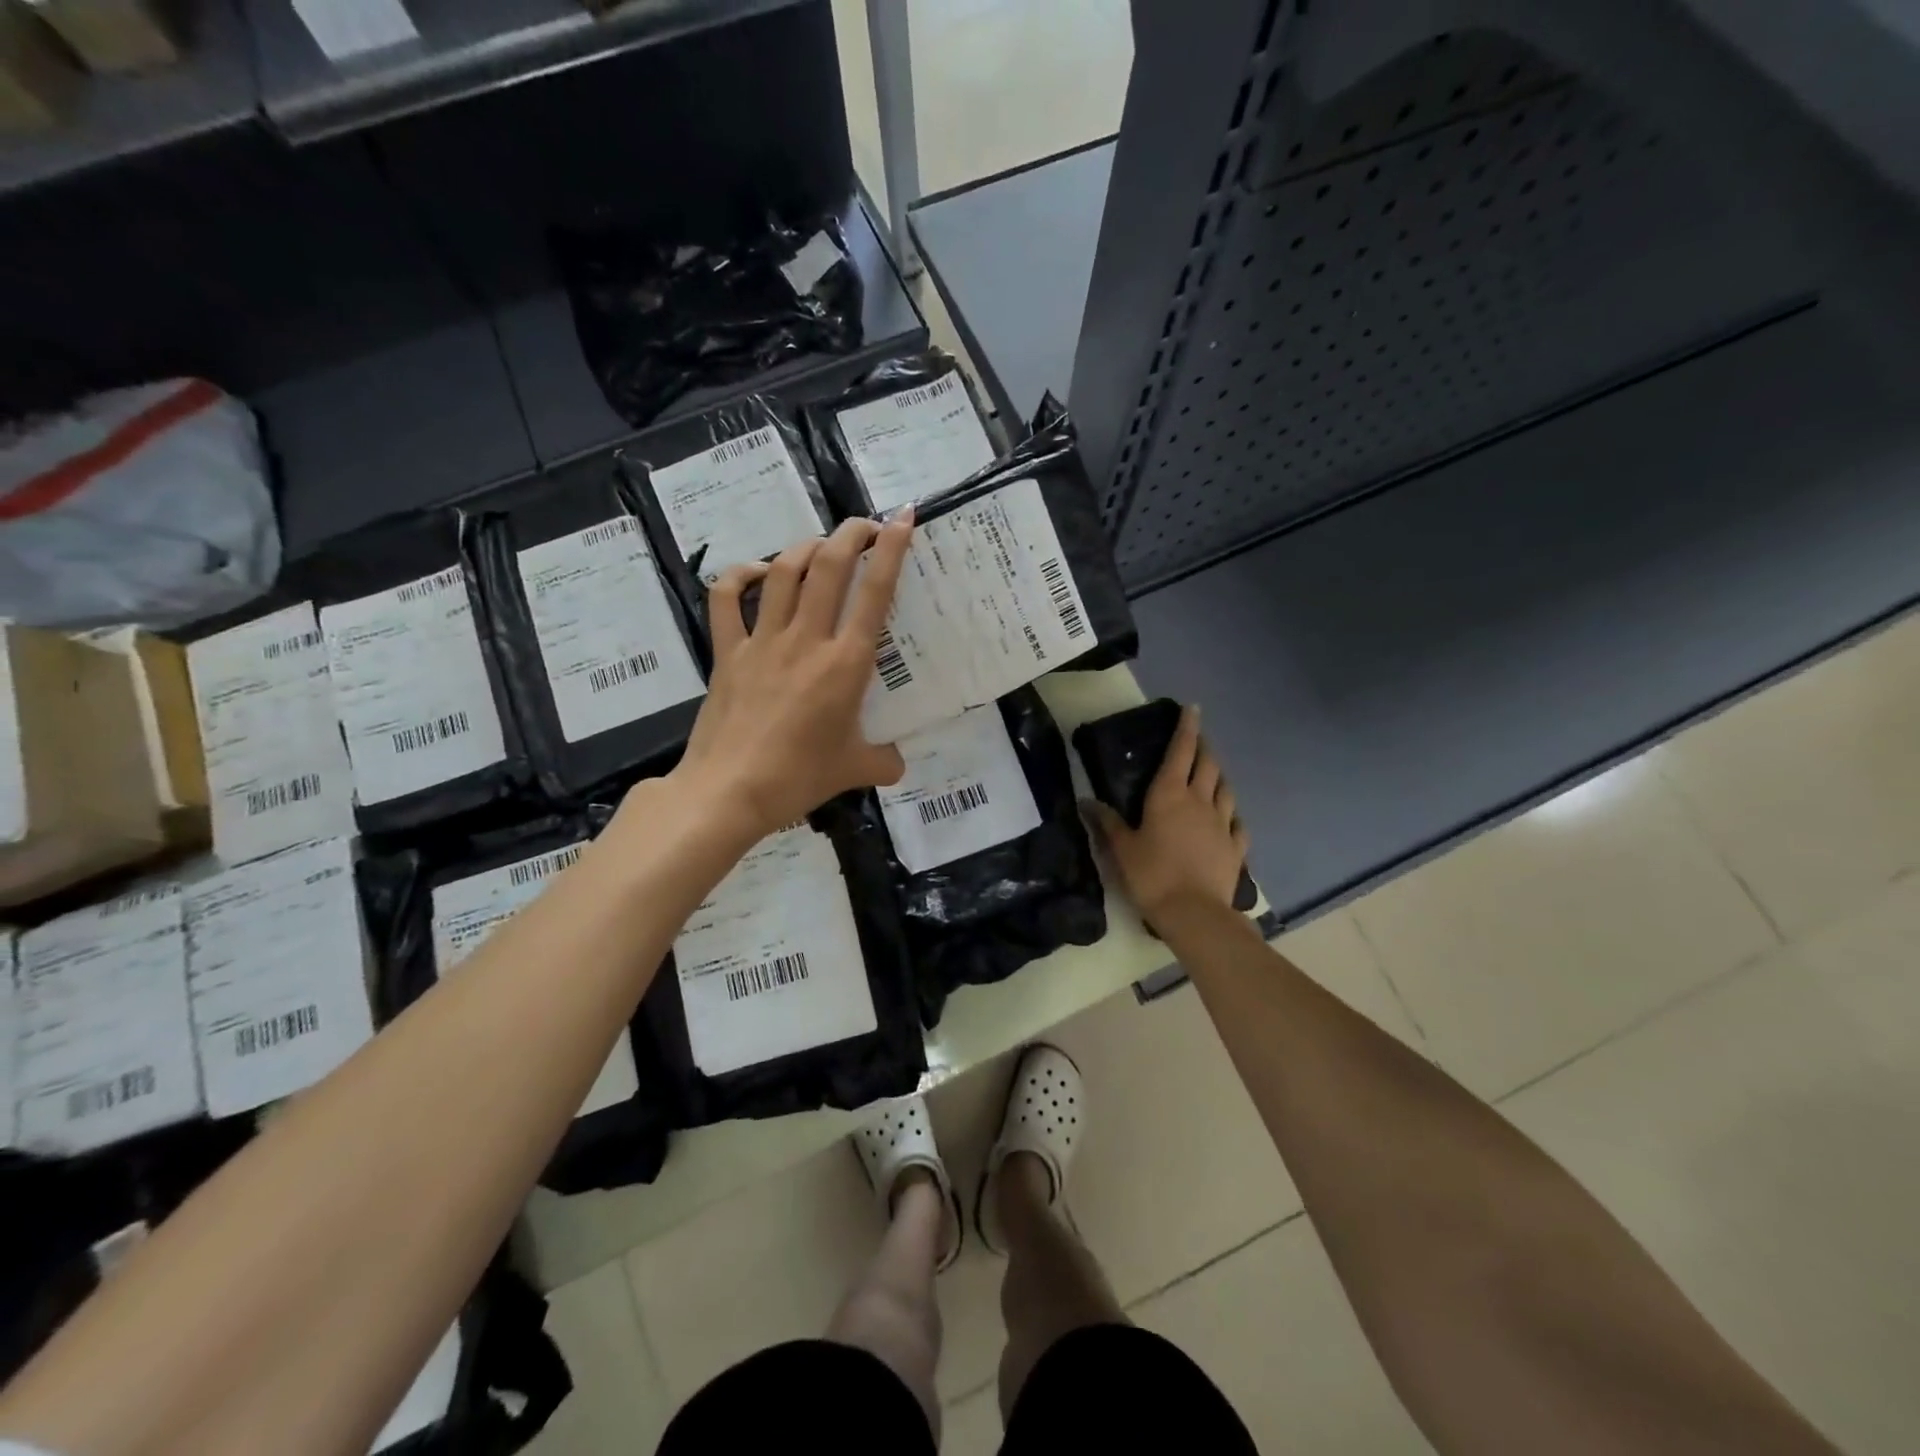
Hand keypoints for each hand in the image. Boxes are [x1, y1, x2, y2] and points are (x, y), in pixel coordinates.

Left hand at [670, 515, 913, 839]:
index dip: (892, 549)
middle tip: (866, 527)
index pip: (875, 593)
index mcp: (846, 664)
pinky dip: (739, 576)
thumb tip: (898, 763)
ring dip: (805, 547)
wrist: (729, 791)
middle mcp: (806, 639)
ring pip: (783, 572)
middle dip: (851, 533)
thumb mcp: (853, 771)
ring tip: (821, 546)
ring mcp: (763, 641)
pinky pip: (727, 599)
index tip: (903, 519)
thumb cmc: (798, 778)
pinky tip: (753, 572)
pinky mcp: (727, 651)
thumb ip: (884, 760)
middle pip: (829, 565)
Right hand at [1085, 705, 1248, 922]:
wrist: (1194, 913)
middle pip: (1208, 765)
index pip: (1181, 751)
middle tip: (1198, 740)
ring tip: (1213, 774)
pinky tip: (1229, 818)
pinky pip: (1238, 823)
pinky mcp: (1236, 847)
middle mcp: (1199, 801)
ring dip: (1219, 777)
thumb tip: (1085, 801)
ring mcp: (1222, 824)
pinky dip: (1232, 814)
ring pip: (1226, 790)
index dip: (1187, 727)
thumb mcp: (1121, 848)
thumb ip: (1107, 822)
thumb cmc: (1151, 875)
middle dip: (1204, 747)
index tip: (1192, 708)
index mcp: (1169, 794)